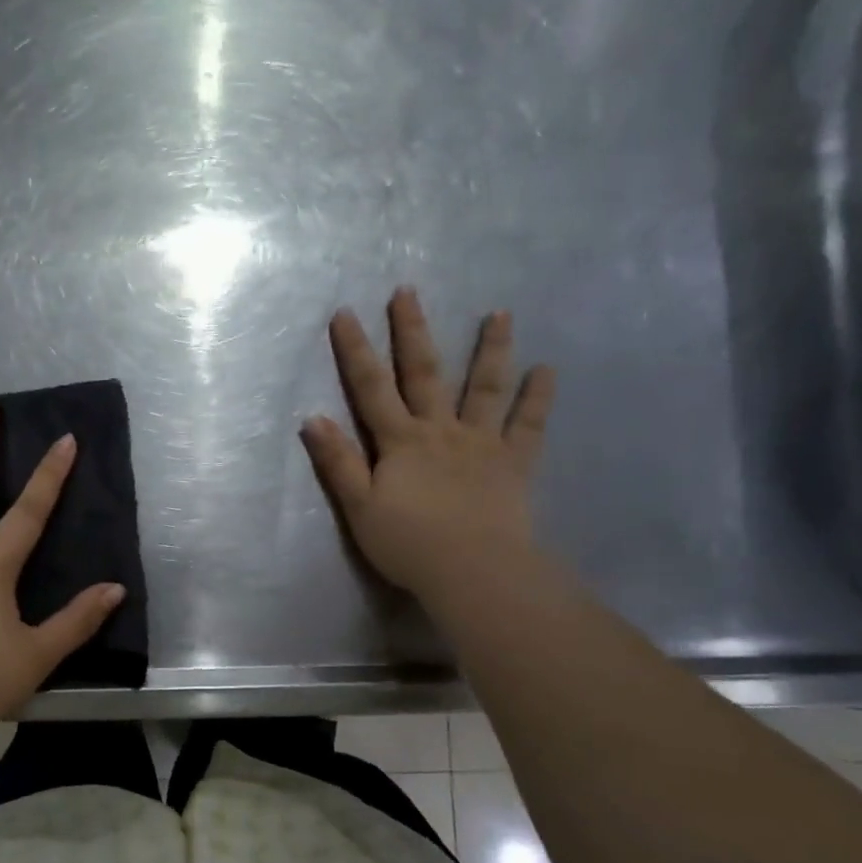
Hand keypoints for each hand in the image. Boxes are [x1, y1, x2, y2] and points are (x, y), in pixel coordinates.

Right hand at [302, 288, 555, 608]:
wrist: (472, 571)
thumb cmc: (408, 544)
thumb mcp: (359, 507)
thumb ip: (339, 462)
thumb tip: (313, 418)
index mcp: (400, 442)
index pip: (371, 388)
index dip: (356, 351)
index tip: (346, 313)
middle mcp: (441, 430)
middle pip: (425, 373)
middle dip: (413, 331)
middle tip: (408, 291)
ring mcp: (481, 443)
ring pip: (486, 388)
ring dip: (491, 349)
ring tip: (500, 313)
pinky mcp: (514, 463)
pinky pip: (529, 425)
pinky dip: (538, 397)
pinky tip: (548, 369)